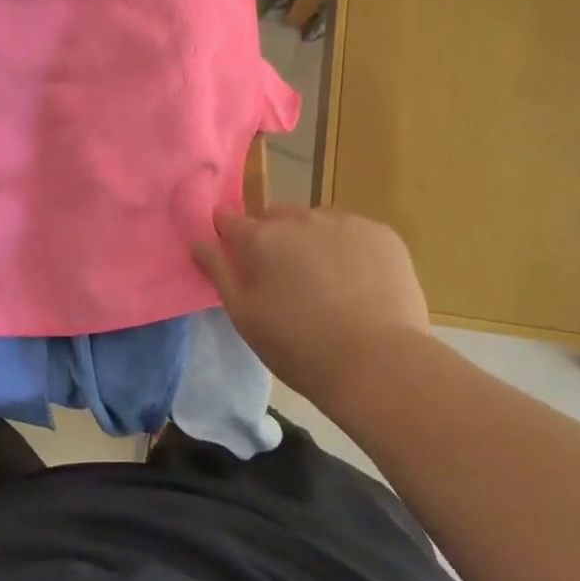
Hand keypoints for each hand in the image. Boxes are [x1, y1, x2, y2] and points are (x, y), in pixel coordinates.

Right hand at [193, 205, 429, 408]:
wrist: (379, 363)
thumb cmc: (300, 348)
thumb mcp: (245, 317)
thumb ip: (218, 272)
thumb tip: (199, 239)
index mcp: (261, 239)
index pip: (229, 219)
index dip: (227, 233)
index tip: (234, 253)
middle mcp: (299, 219)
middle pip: (275, 216)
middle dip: (273, 237)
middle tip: (284, 277)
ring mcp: (344, 222)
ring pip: (315, 221)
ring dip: (311, 239)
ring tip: (327, 281)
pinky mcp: (381, 233)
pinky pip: (353, 231)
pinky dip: (349, 247)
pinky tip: (359, 281)